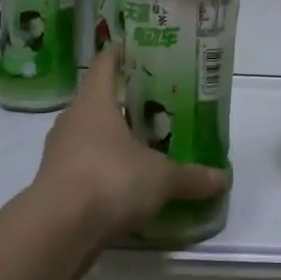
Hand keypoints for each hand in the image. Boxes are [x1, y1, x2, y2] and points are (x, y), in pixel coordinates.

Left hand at [30, 44, 227, 250]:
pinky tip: (128, 183)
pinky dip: (105, 170)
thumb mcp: (161, 177)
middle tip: (158, 103)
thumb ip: (191, 176)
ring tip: (147, 144)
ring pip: (90, 136)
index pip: (105, 64)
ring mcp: (60, 154)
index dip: (121, 53)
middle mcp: (72, 121)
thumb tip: (223, 179)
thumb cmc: (110, 179)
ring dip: (114, 139)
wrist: (58, 230)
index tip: (140, 49)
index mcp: (94, 102)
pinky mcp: (57, 185)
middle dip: (125, 101)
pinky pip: (85, 167)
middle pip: (98, 101)